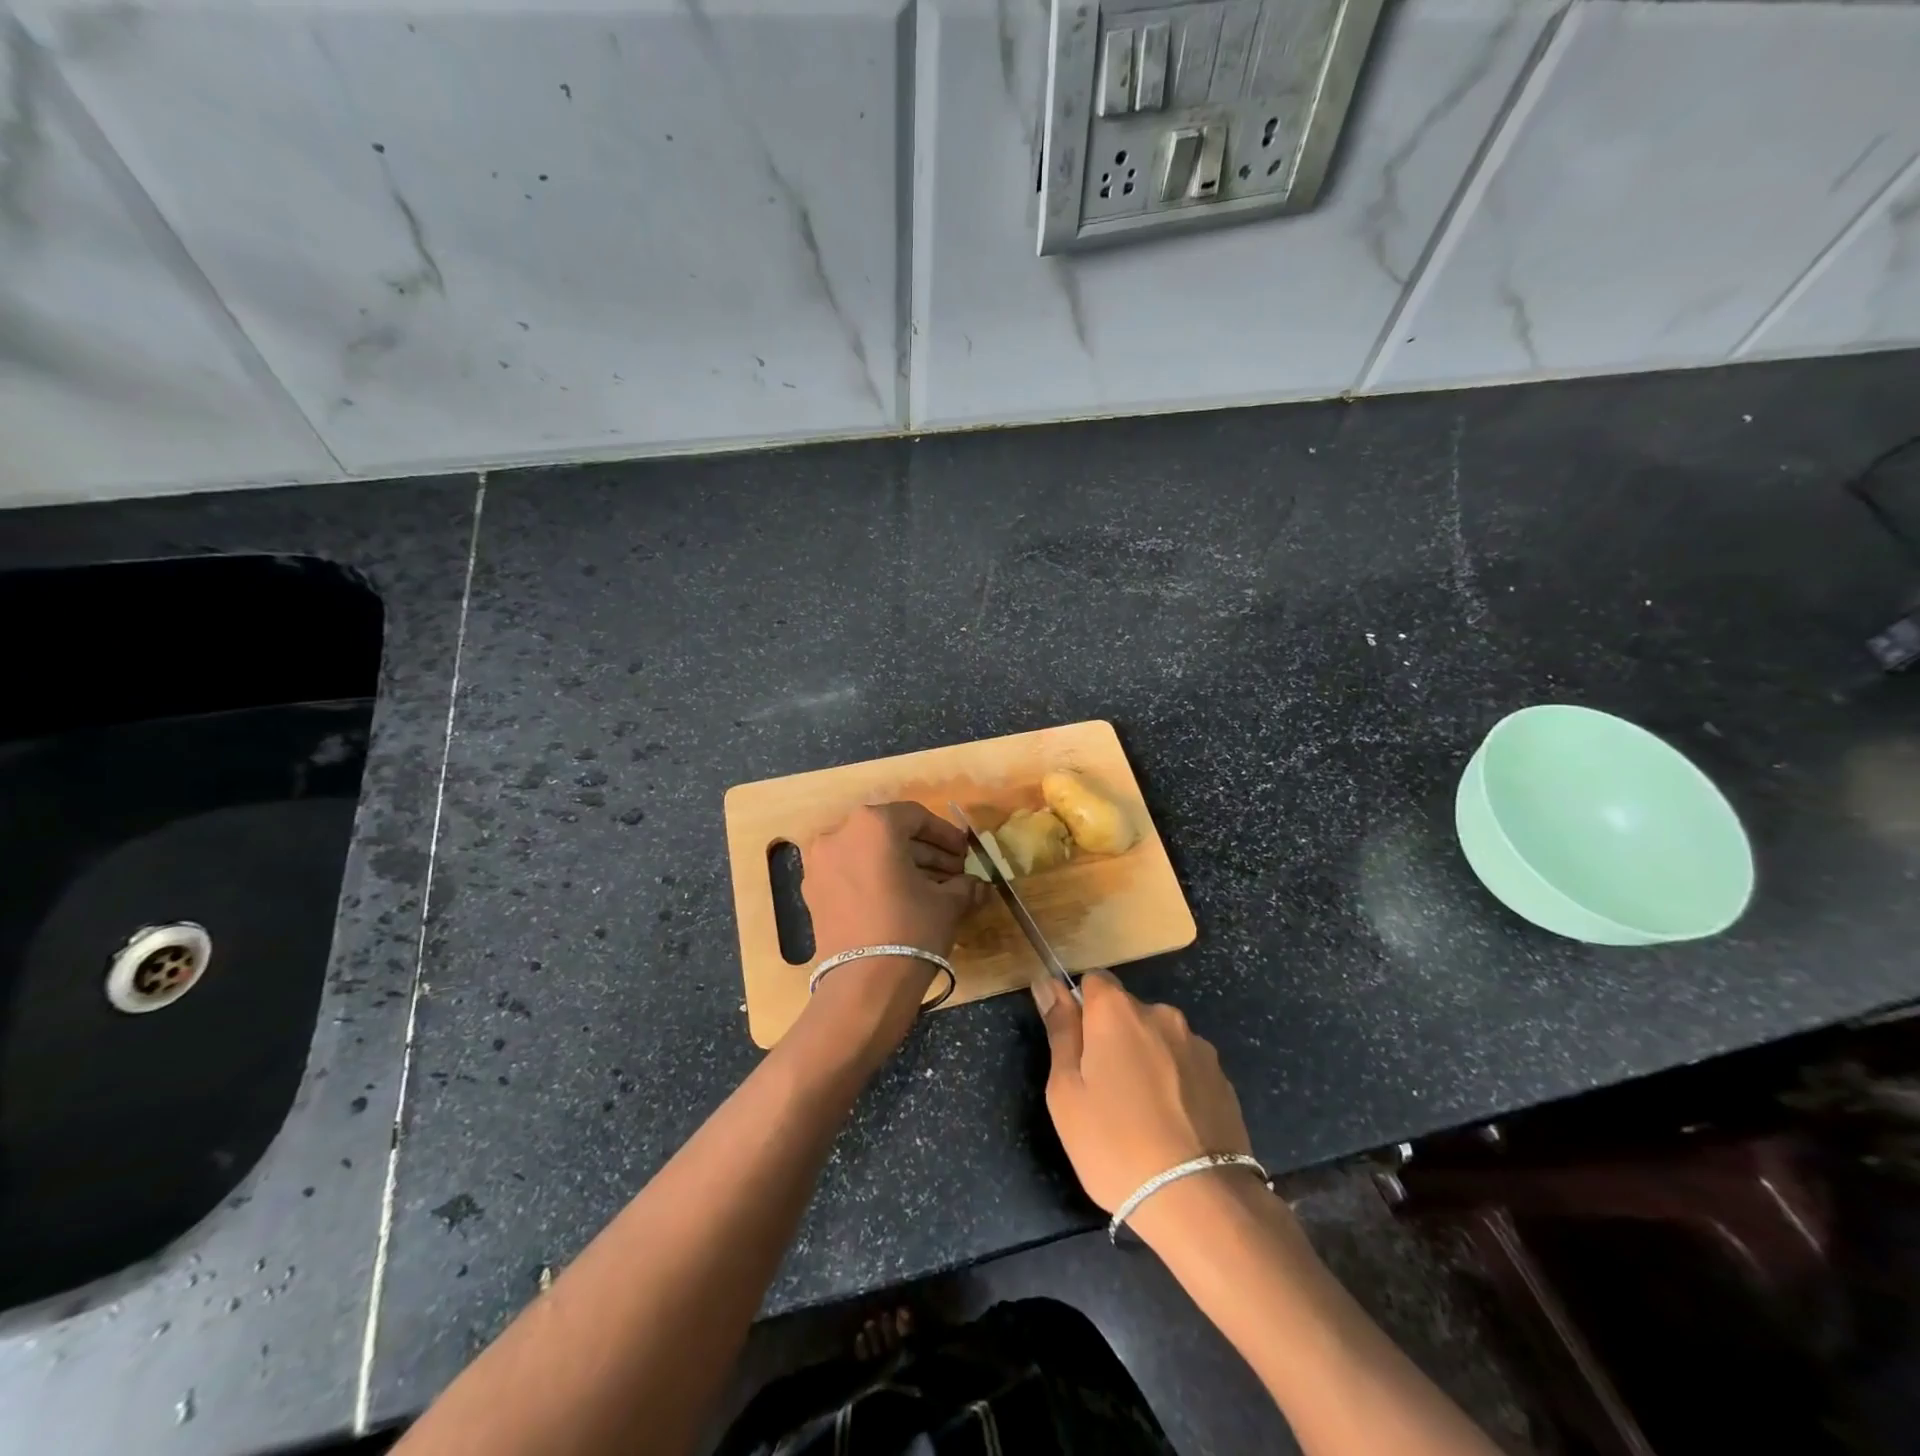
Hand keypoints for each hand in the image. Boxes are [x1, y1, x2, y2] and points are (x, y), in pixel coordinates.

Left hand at [798, 803, 982, 1055]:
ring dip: (902, 866)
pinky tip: (903, 900)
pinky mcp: (813, 893)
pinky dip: (876, 879)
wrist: (864, 984)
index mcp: (872, 824)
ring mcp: (820, 864)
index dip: (945, 834)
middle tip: (953, 871)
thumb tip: (977, 886)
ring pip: (869, 854)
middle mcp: (839, 834)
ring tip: (933, 888)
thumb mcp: (948, 902)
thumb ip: (964, 885)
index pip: (916, 816)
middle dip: (925, 851)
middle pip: (890, 834)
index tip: (965, 853)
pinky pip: (851, 874)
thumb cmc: (911, 928)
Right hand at [1033, 971, 1255, 1227]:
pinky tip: (1172, 1127)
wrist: (1198, 1200)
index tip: (1077, 1050)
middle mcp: (1161, 1014)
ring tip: (1142, 1116)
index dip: (1081, 1010)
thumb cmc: (1114, 1143)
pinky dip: (1175, 1084)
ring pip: (1158, 1040)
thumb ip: (1060, 1030)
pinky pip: (1186, 1067)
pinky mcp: (1222, 1077)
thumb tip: (1047, 982)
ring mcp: (1197, 1045)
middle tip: (1103, 1092)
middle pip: (1127, 1012)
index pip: (1094, 981)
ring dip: (1147, 1060)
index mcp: (1117, 1011)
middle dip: (1114, 1038)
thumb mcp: (1066, 1091)